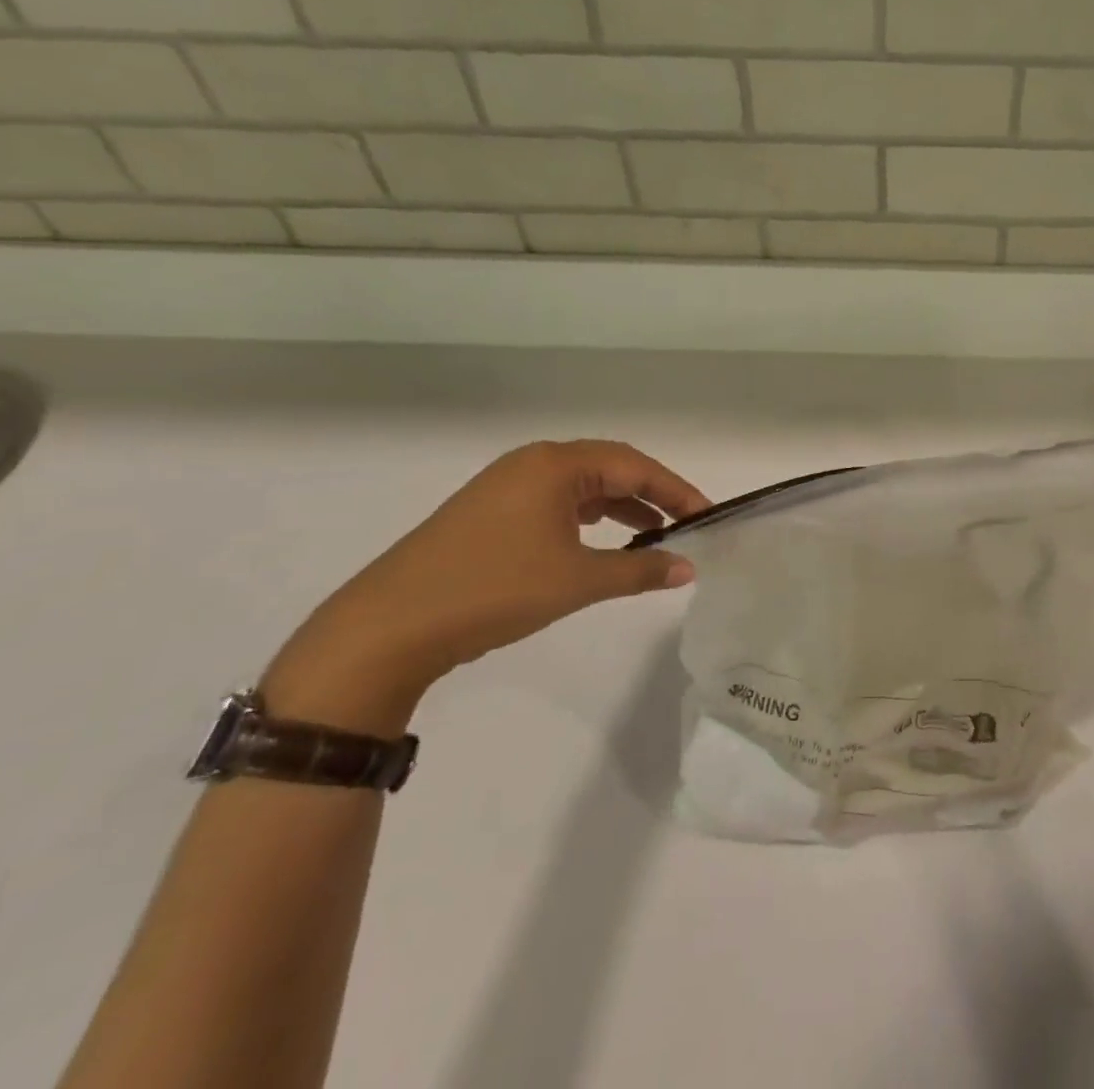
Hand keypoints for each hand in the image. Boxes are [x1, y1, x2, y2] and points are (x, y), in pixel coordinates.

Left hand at [262, 441, 709, 731]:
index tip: (707, 516)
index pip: (634, 466)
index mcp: (555, 464)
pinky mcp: (488, 514)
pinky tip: (600, 544)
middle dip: (651, 496)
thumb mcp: (578, 580)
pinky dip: (588, 520)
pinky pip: (556, 504)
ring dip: (620, 509)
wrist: (386, 629)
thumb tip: (689, 569)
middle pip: (610, 469)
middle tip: (685, 525)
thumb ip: (640, 570)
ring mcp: (505, 487)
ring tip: (652, 537)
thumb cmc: (493, 590)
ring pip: (582, 488)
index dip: (676, 491)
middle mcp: (531, 464)